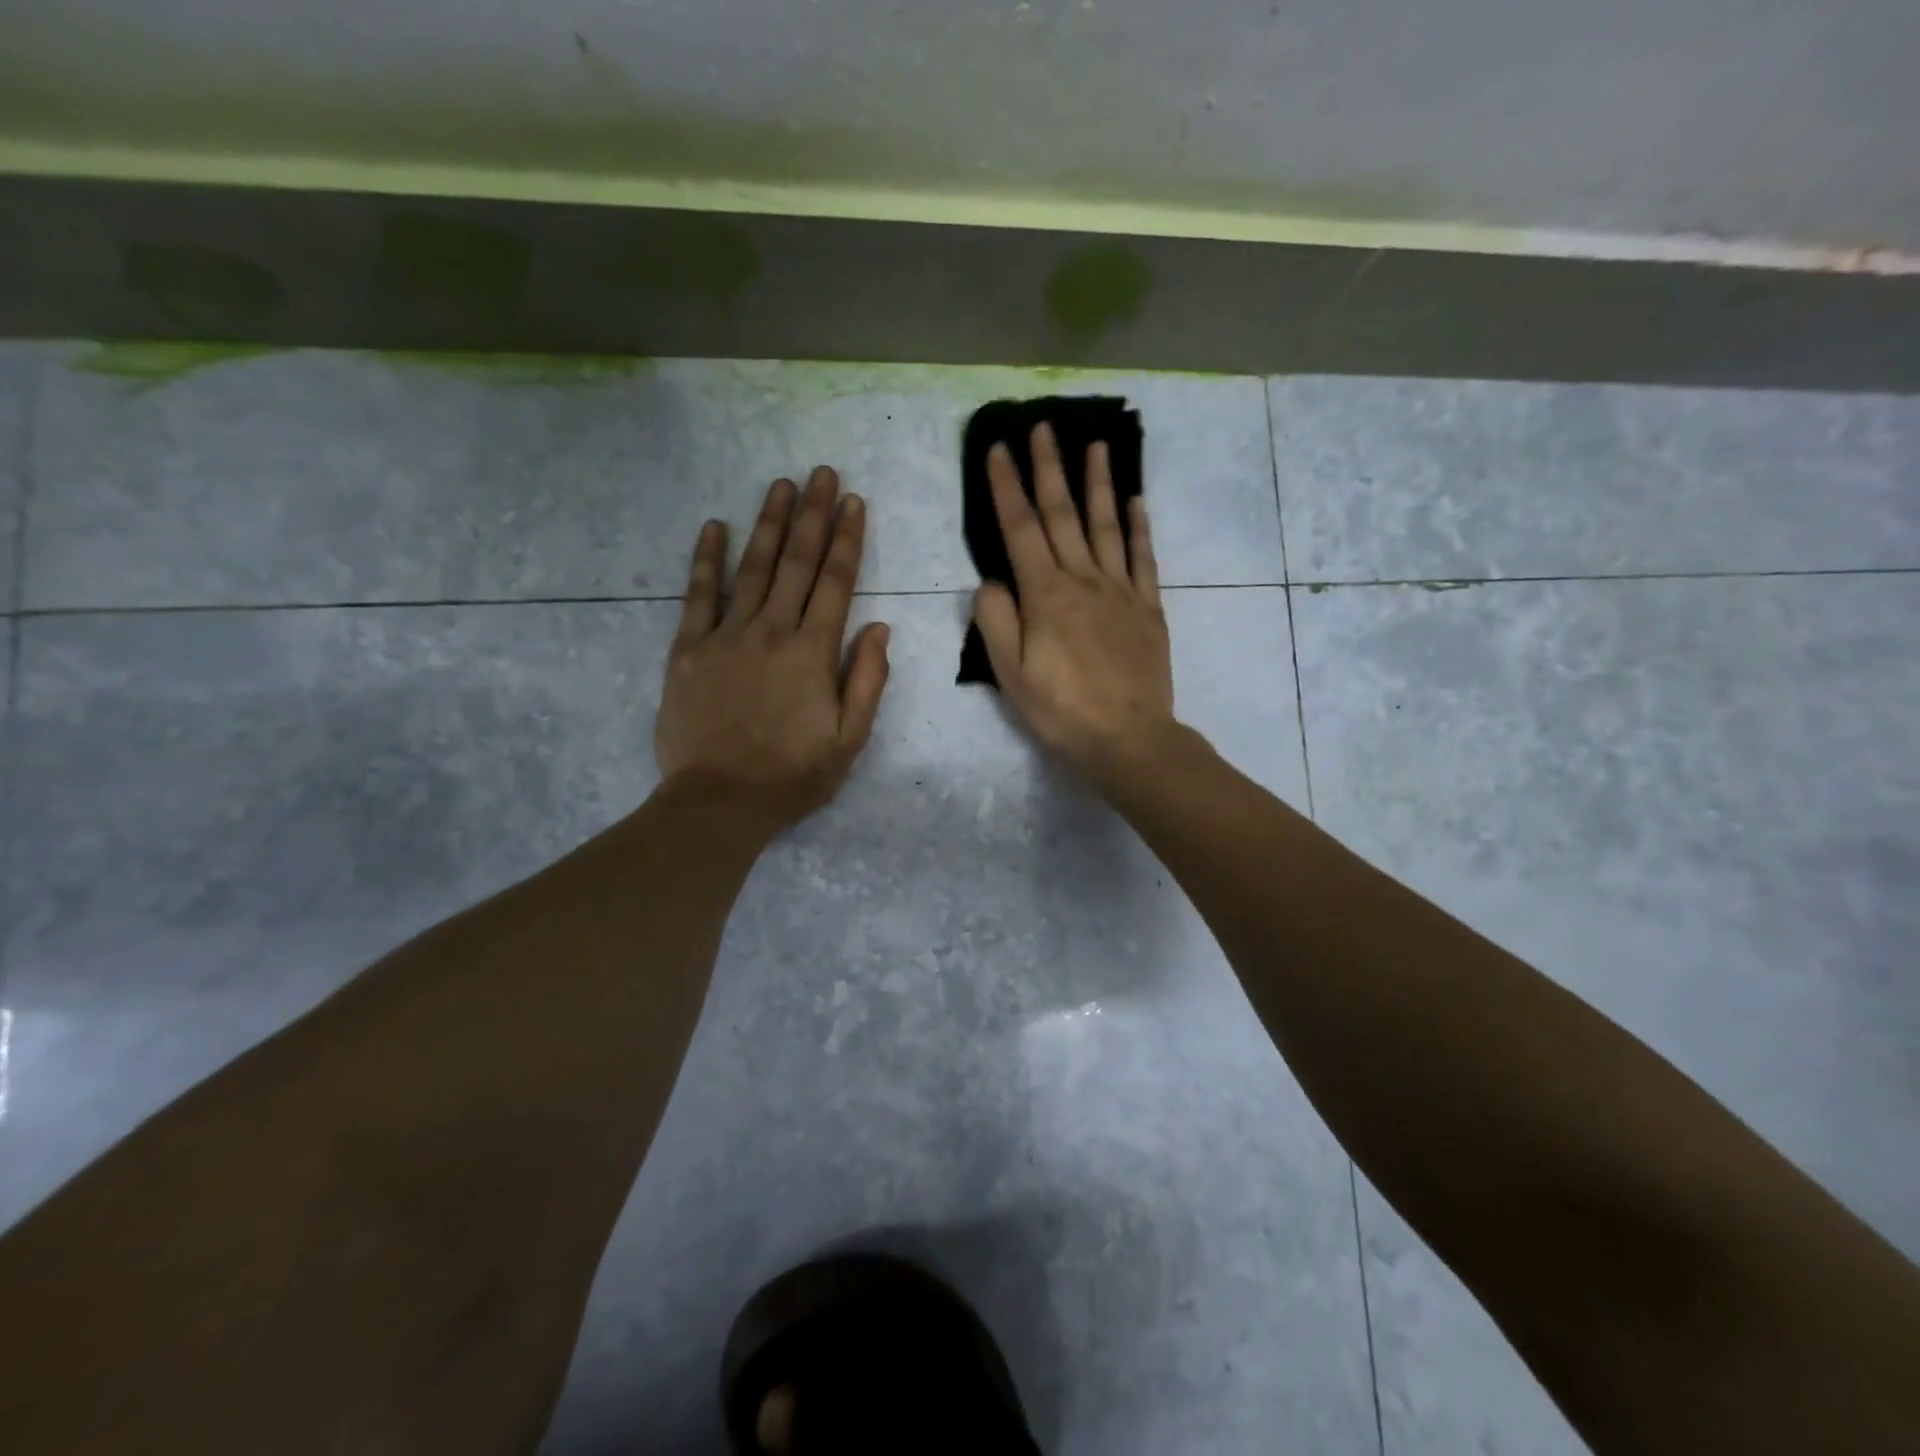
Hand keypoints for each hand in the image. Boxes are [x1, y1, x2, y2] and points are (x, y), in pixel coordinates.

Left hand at [655, 467, 890, 827]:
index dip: (847, 539)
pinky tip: (715, 527)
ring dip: (769, 524)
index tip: (853, 501)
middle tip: (822, 473)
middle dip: (813, 515)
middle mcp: (771, 631)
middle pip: (797, 563)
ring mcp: (726, 636)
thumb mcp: (849, 739)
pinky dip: (707, 560)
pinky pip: (698, 595)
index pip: (836, 582)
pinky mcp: (688, 649)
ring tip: (781, 485)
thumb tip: (878, 626)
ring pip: (752, 568)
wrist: (719, 801)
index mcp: (813, 652)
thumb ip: (867, 679)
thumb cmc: (792, 775)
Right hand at [972, 422, 1177, 790]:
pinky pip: (1144, 558)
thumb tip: (991, 581)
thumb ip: (995, 621)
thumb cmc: (1062, 711)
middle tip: (1042, 426)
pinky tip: (1136, 501)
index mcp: (1045, 595)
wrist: (1129, 739)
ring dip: (1097, 483)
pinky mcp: (1148, 609)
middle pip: (1062, 514)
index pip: (1020, 529)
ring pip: (1106, 525)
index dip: (1006, 486)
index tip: (997, 449)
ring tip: (1094, 445)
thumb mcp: (1010, 674)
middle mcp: (1084, 580)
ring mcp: (1121, 591)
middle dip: (1048, 467)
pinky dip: (1139, 527)